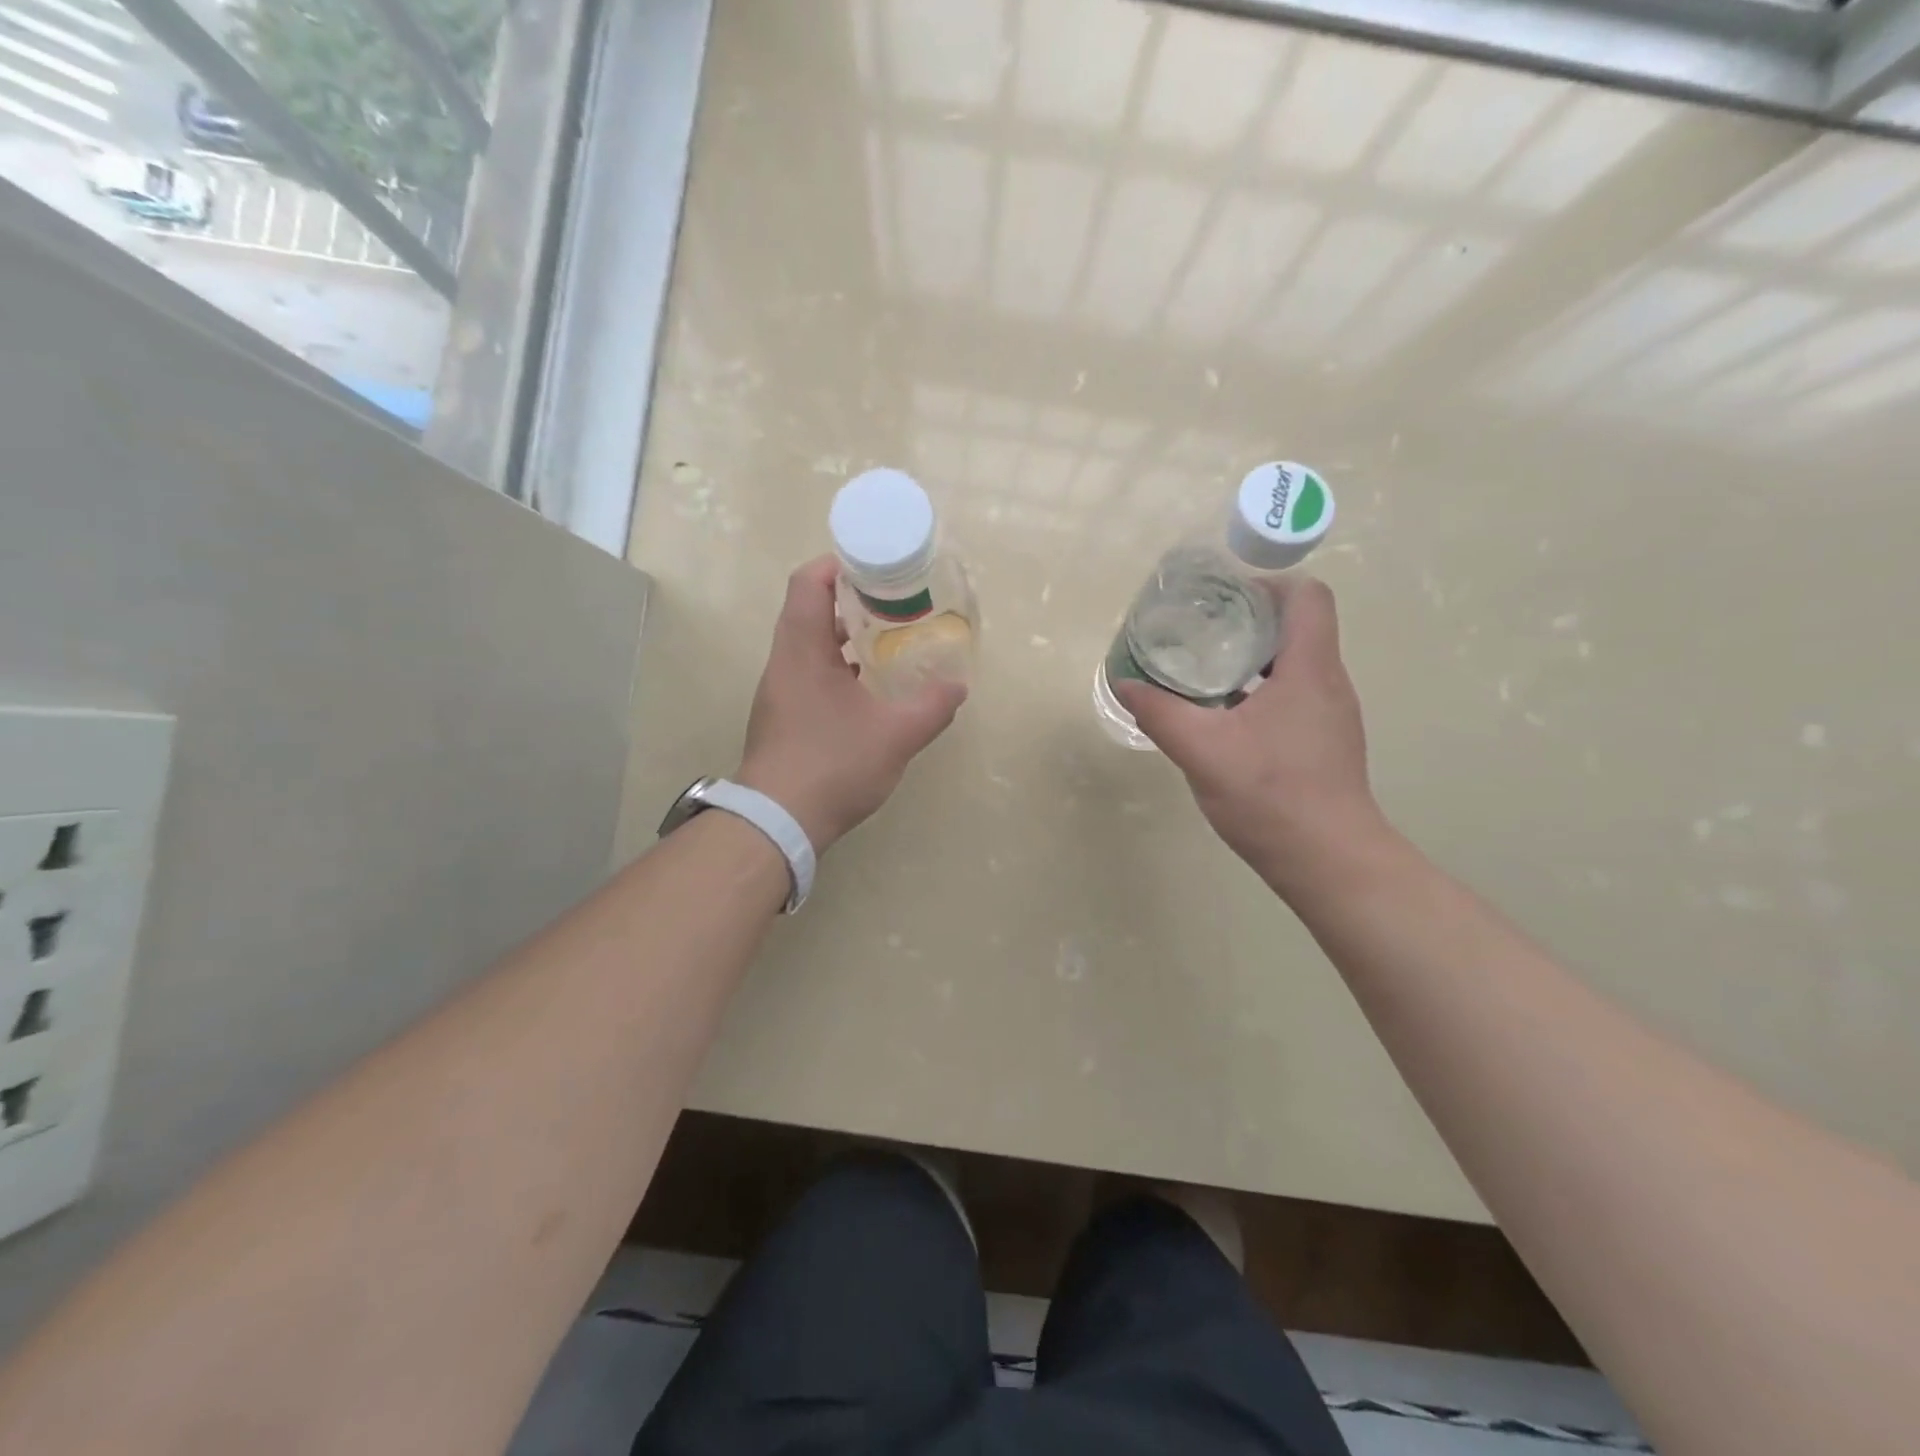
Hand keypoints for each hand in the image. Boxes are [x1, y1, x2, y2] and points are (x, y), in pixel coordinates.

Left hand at [736, 557, 965, 851]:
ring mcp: (779, 690)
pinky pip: (808, 672)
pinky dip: (837, 666)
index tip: (876, 568)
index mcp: (803, 650)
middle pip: (809, 609)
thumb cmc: (833, 765)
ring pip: (809, 644)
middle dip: (851, 600)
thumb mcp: (895, 736)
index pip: (809, 582)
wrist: (778, 821)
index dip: (840, 565)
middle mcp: (784, 662)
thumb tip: (958, 687)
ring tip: (887, 640)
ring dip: (845, 635)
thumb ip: (932, 707)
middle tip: (894, 603)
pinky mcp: (782, 715)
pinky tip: (868, 687)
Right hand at [1113, 575, 1385, 894]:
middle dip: (1249, 621)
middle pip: (1299, 627)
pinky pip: (1294, 697)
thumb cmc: (1271, 795)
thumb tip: (1124, 683)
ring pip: (1295, 665)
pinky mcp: (1325, 742)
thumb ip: (1160, 712)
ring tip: (1205, 671)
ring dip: (1252, 659)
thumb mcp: (1202, 750)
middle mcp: (1328, 682)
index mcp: (1309, 669)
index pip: (1307, 596)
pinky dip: (1260, 692)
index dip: (1267, 584)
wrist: (1329, 860)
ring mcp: (1331, 715)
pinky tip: (1224, 719)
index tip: (1223, 597)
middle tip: (1200, 631)